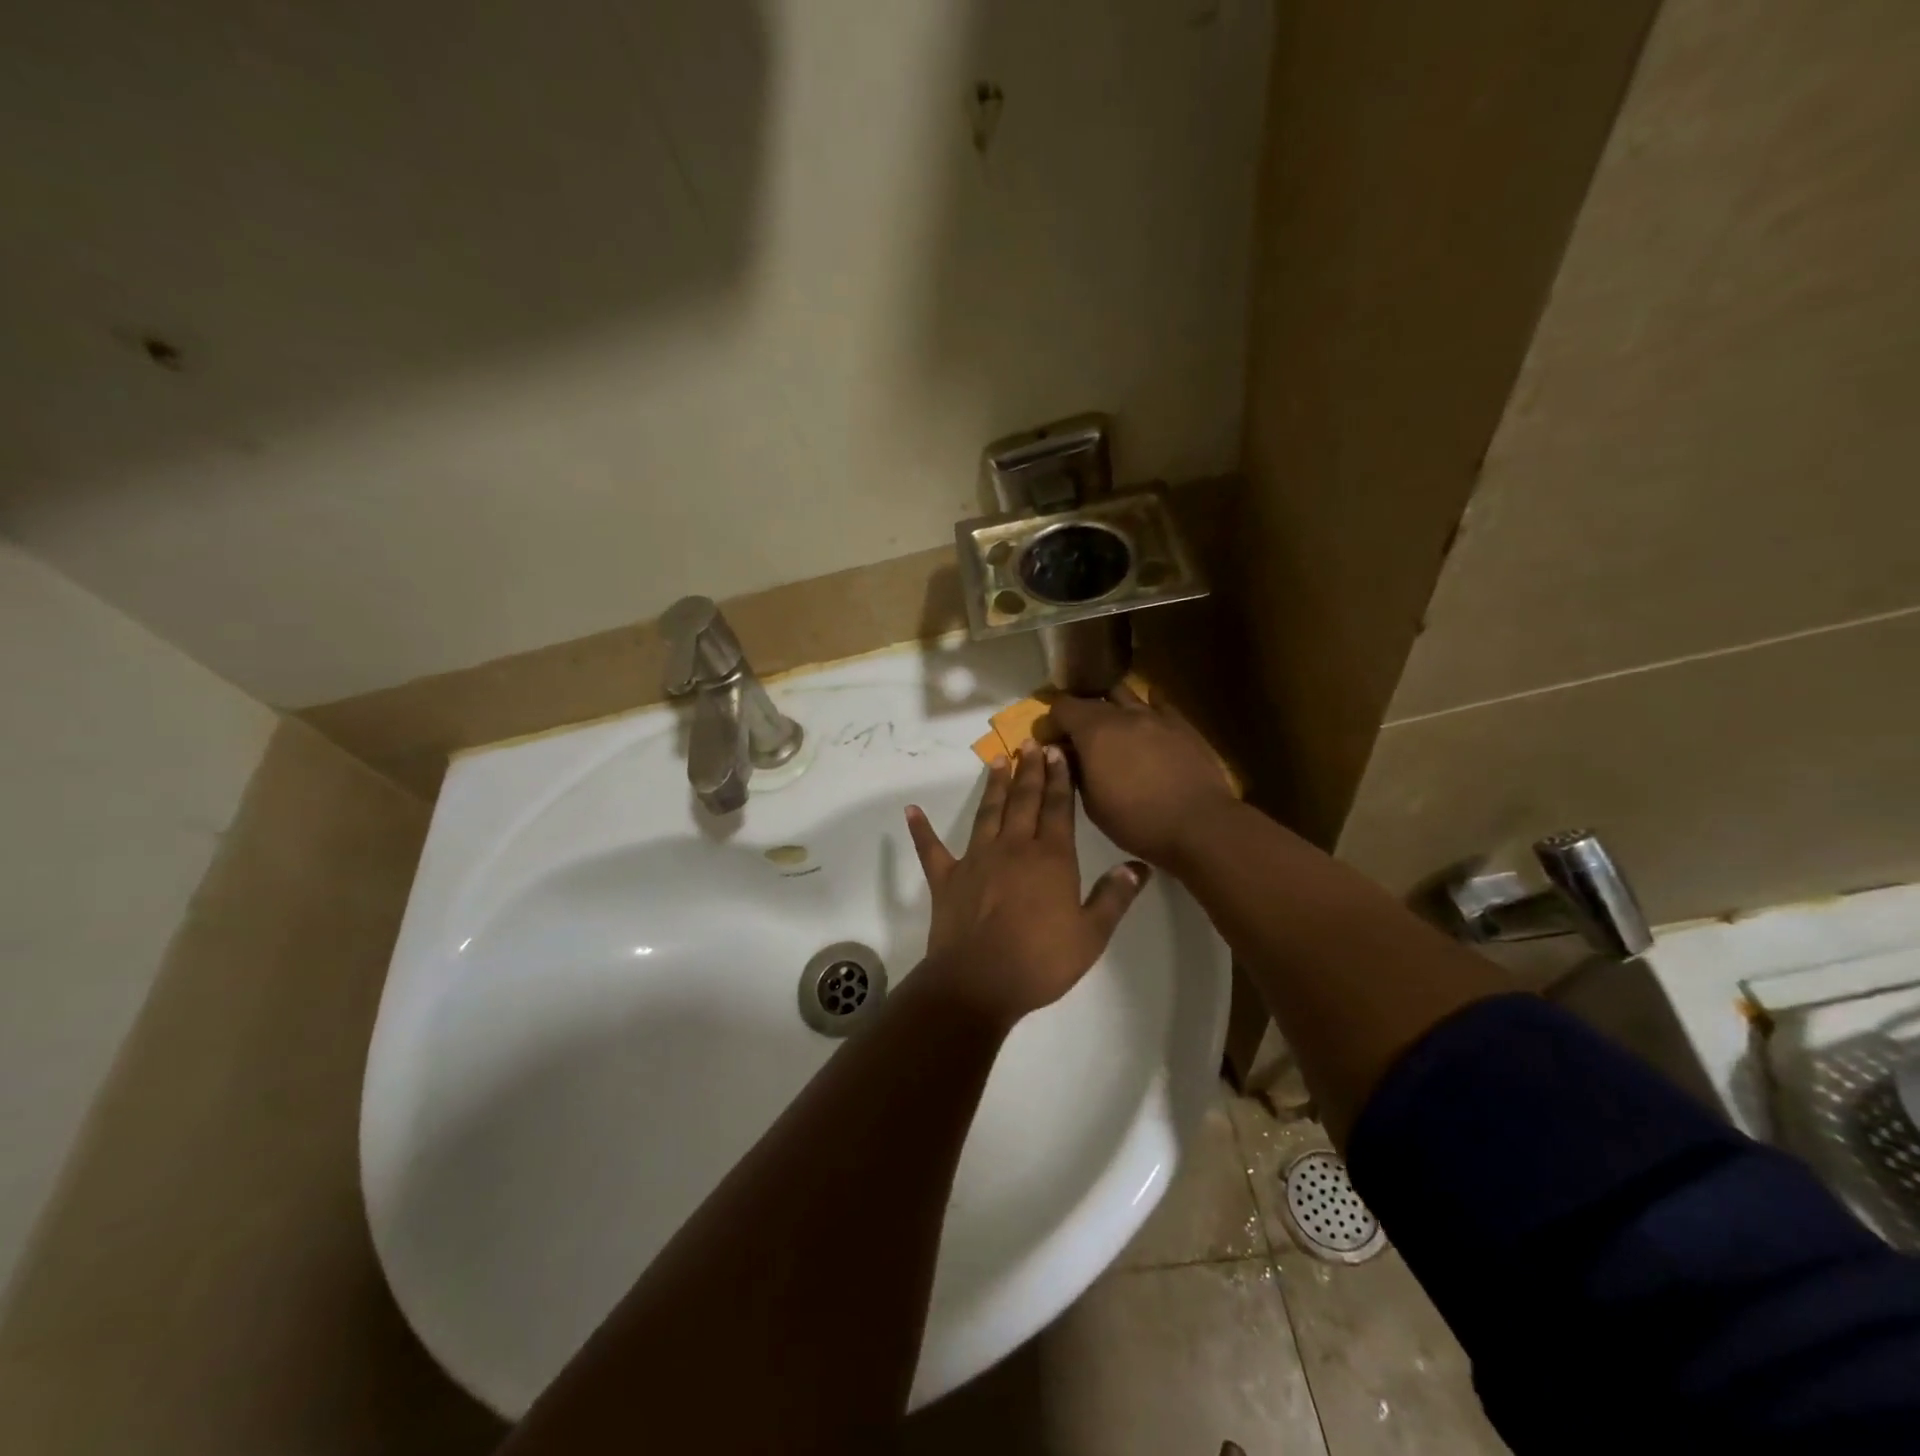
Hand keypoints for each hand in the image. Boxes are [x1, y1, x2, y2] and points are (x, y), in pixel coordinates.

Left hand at [904, 746, 1148, 1026]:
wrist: (979, 983)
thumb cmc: (1041, 961)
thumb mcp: (1091, 935)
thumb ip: (1113, 897)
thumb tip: (1137, 866)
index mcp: (1050, 858)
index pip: (1058, 808)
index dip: (1060, 778)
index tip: (1058, 752)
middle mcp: (1013, 847)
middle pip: (1024, 800)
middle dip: (1030, 770)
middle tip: (1031, 742)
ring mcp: (976, 859)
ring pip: (987, 812)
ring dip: (994, 785)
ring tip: (998, 760)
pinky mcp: (947, 877)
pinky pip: (931, 848)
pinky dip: (921, 829)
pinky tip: (911, 810)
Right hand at [1046, 683, 1238, 866]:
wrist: (1199, 824)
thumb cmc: (1137, 821)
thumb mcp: (1091, 804)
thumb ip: (1075, 771)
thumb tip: (1065, 752)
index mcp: (1094, 731)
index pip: (1062, 707)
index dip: (1051, 722)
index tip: (1050, 742)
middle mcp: (1122, 714)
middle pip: (1091, 699)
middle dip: (1078, 714)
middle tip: (1077, 738)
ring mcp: (1155, 715)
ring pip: (1125, 695)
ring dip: (1111, 707)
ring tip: (1111, 727)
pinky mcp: (1182, 724)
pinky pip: (1158, 704)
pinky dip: (1146, 708)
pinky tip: (1146, 721)